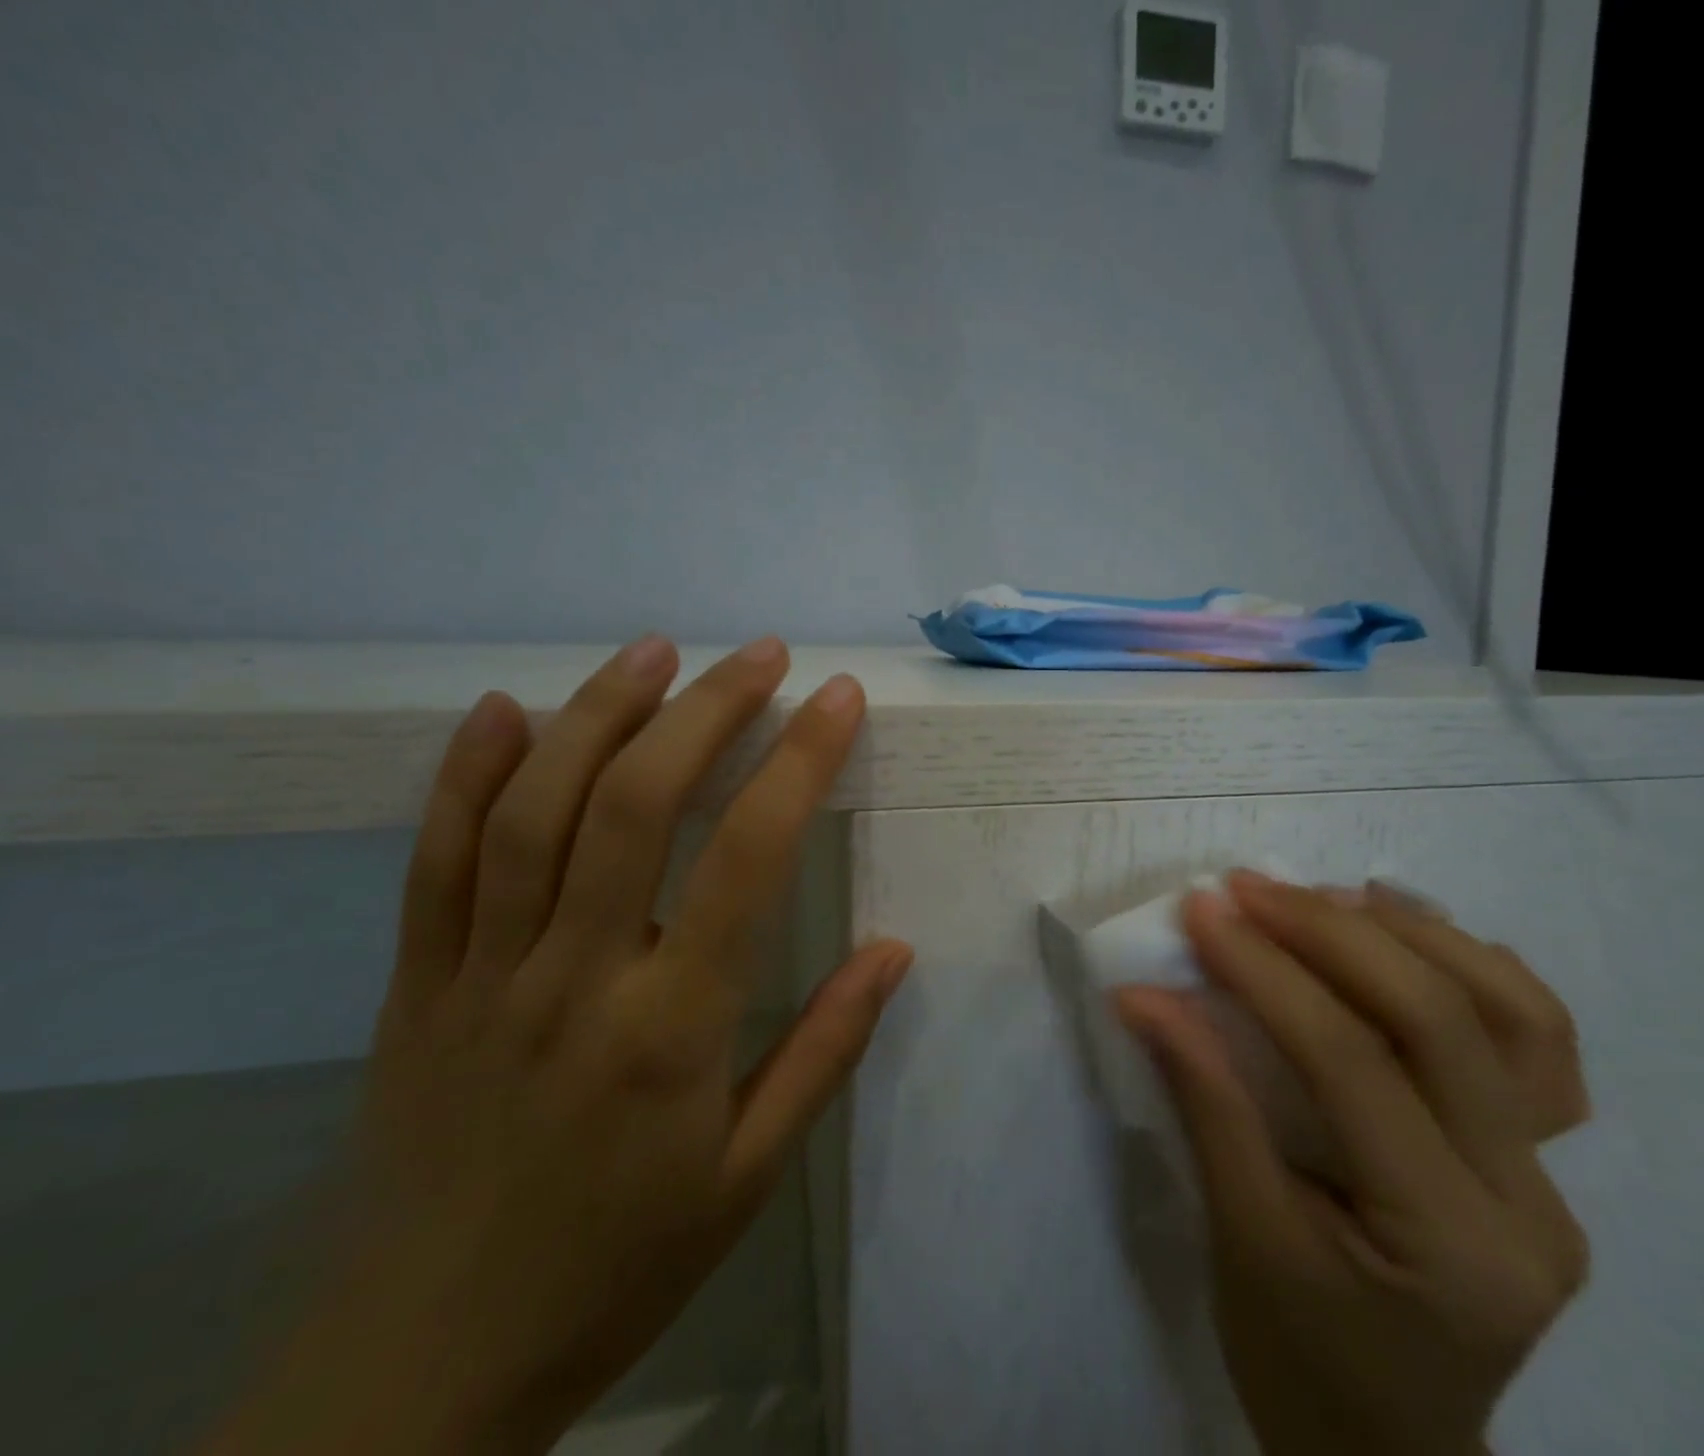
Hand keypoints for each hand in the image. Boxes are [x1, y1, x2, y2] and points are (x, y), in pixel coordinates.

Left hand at [202, 637, 912, 1455]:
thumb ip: (823, 1052)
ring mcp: (481, 973)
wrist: (417, 1372)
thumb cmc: (616, 1265)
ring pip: (536, 810)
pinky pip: (433, 861)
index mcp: (672, 1029)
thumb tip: (893, 949)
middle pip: (639, 803)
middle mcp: (575, 976)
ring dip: (601, 714)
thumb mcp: (748, 1177)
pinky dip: (466, 774)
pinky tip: (506, 710)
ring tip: (656, 651)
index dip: (801, 761)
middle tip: (761, 655)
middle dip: (708, 710)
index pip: (749, 856)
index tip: (839, 698)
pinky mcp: (413, 985)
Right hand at [1113, 872, 1589, 1455]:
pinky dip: (1471, 966)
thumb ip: (1203, 1100)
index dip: (1267, 973)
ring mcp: (1550, 1178)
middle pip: (1440, 1021)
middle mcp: (1527, 1203)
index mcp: (1449, 1245)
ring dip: (1414, 935)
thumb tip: (1145, 995)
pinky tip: (1406, 935)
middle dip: (1329, 934)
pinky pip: (1533, 1039)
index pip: (1351, 1064)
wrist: (1384, 1446)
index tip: (1201, 911)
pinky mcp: (1539, 1158)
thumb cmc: (1298, 1357)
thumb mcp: (1239, 1235)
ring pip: (1515, 1014)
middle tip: (1248, 889)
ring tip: (1327, 897)